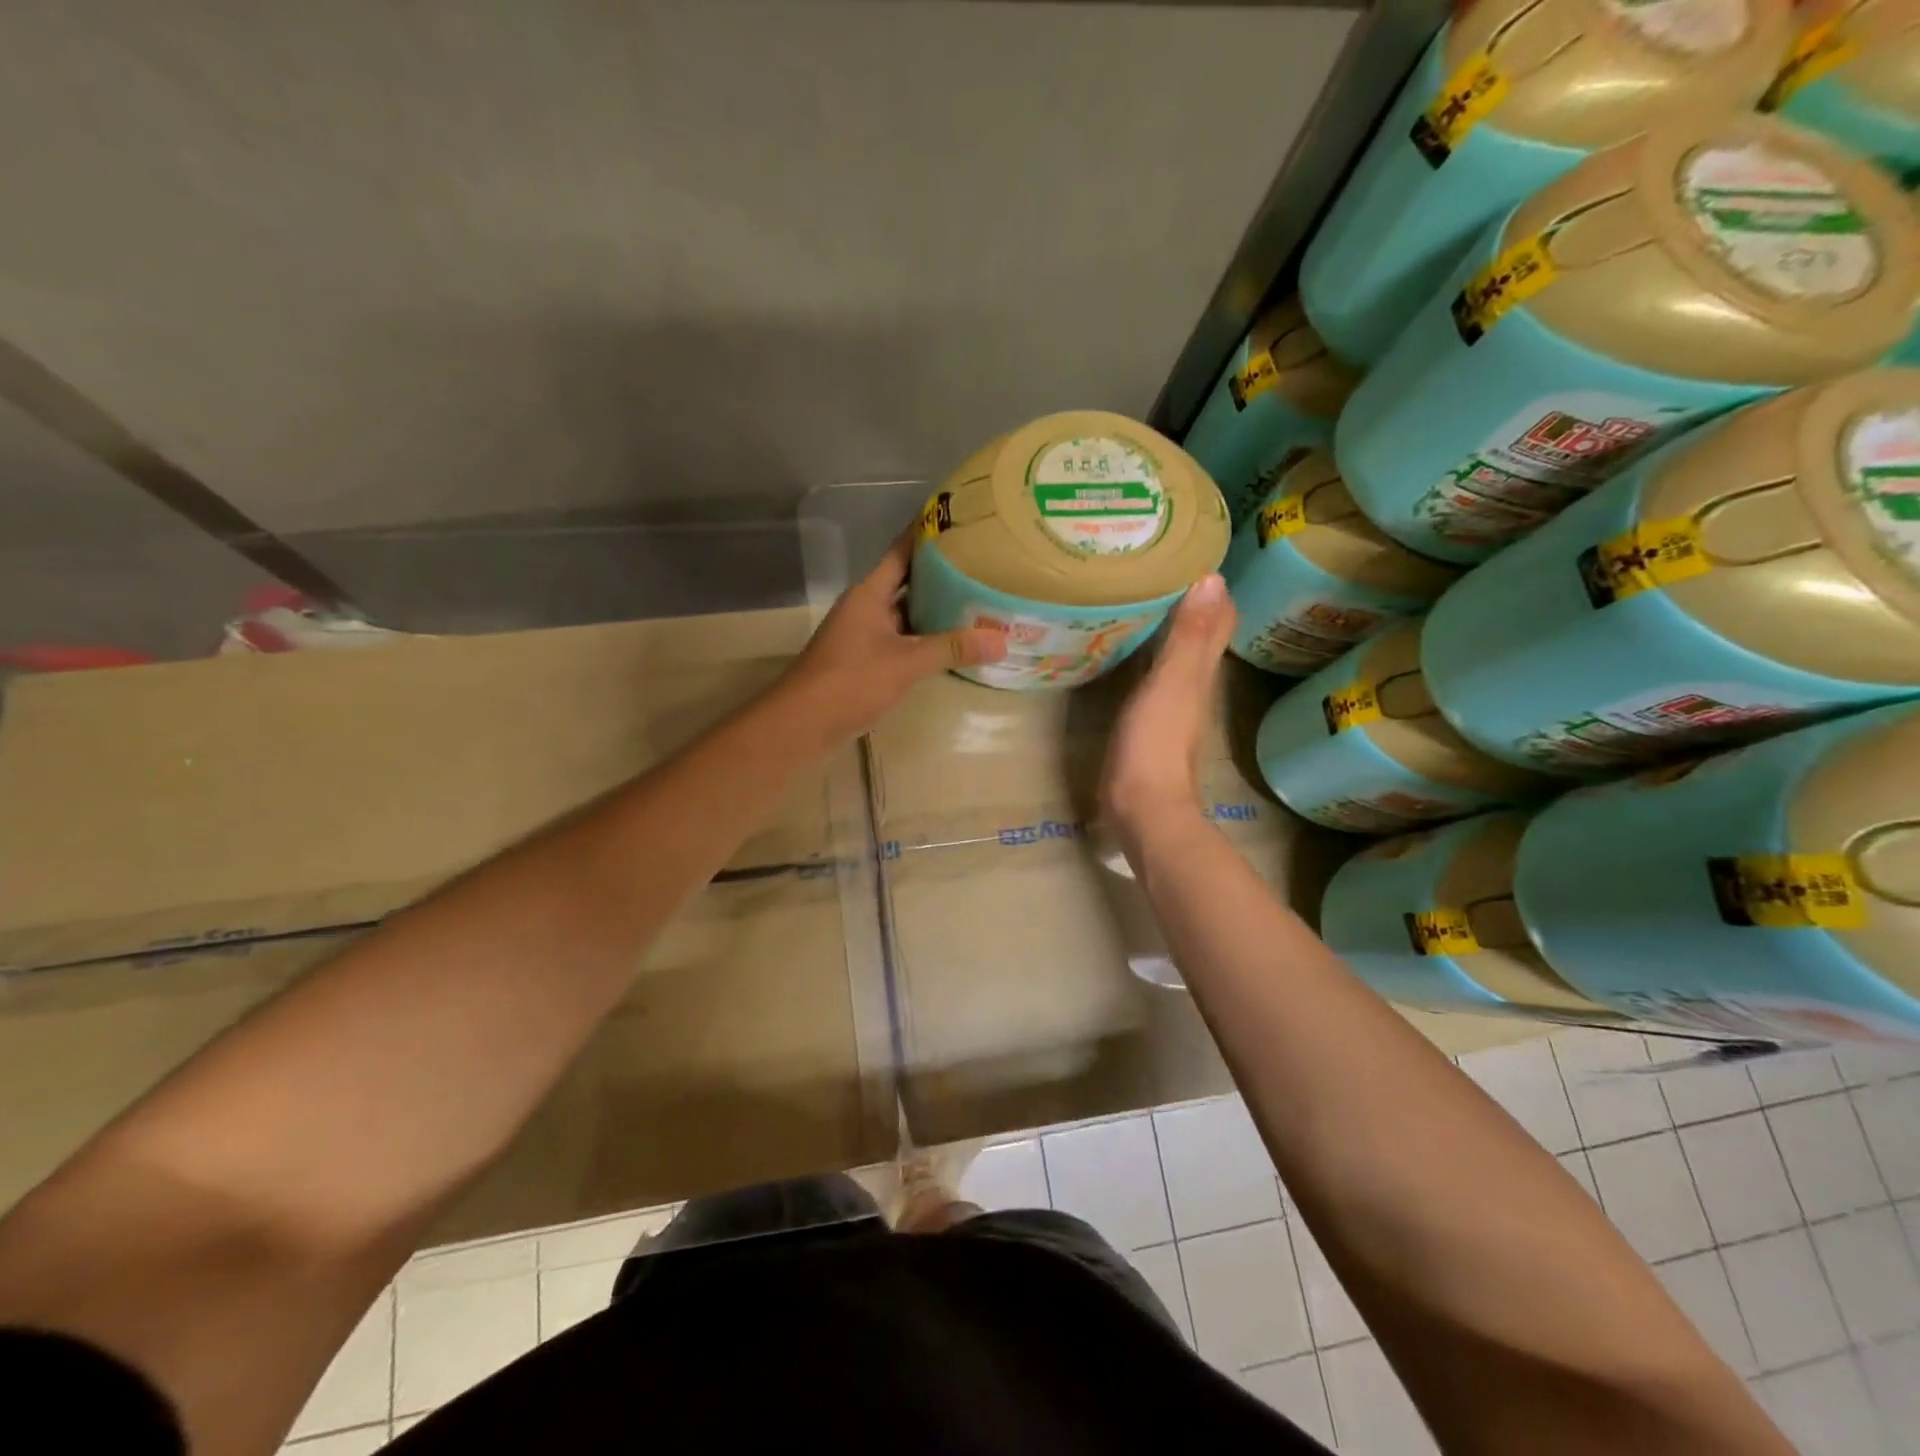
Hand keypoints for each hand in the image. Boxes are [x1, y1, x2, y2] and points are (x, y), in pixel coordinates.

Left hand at [781, 526, 1007, 740]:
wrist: (803, 724)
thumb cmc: (851, 681)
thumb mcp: (906, 663)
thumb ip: (952, 648)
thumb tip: (1002, 641)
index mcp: (869, 594)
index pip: (902, 552)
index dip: (927, 534)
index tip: (960, 522)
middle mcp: (866, 608)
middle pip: (907, 583)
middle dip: (942, 576)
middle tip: (983, 565)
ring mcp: (864, 635)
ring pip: (906, 615)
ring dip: (935, 611)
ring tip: (977, 601)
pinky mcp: (865, 661)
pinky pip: (902, 641)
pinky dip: (925, 639)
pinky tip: (952, 644)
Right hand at [1100, 574, 1235, 830]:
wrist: (1143, 807)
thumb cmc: (1155, 743)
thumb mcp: (1171, 683)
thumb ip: (1189, 636)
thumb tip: (1213, 578)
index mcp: (1201, 670)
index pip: (1219, 619)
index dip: (1212, 587)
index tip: (1189, 553)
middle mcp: (1193, 684)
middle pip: (1200, 635)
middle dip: (1189, 601)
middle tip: (1159, 567)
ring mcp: (1172, 706)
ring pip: (1177, 655)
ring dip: (1168, 627)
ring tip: (1140, 597)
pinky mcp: (1149, 724)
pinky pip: (1154, 676)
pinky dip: (1147, 655)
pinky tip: (1125, 648)